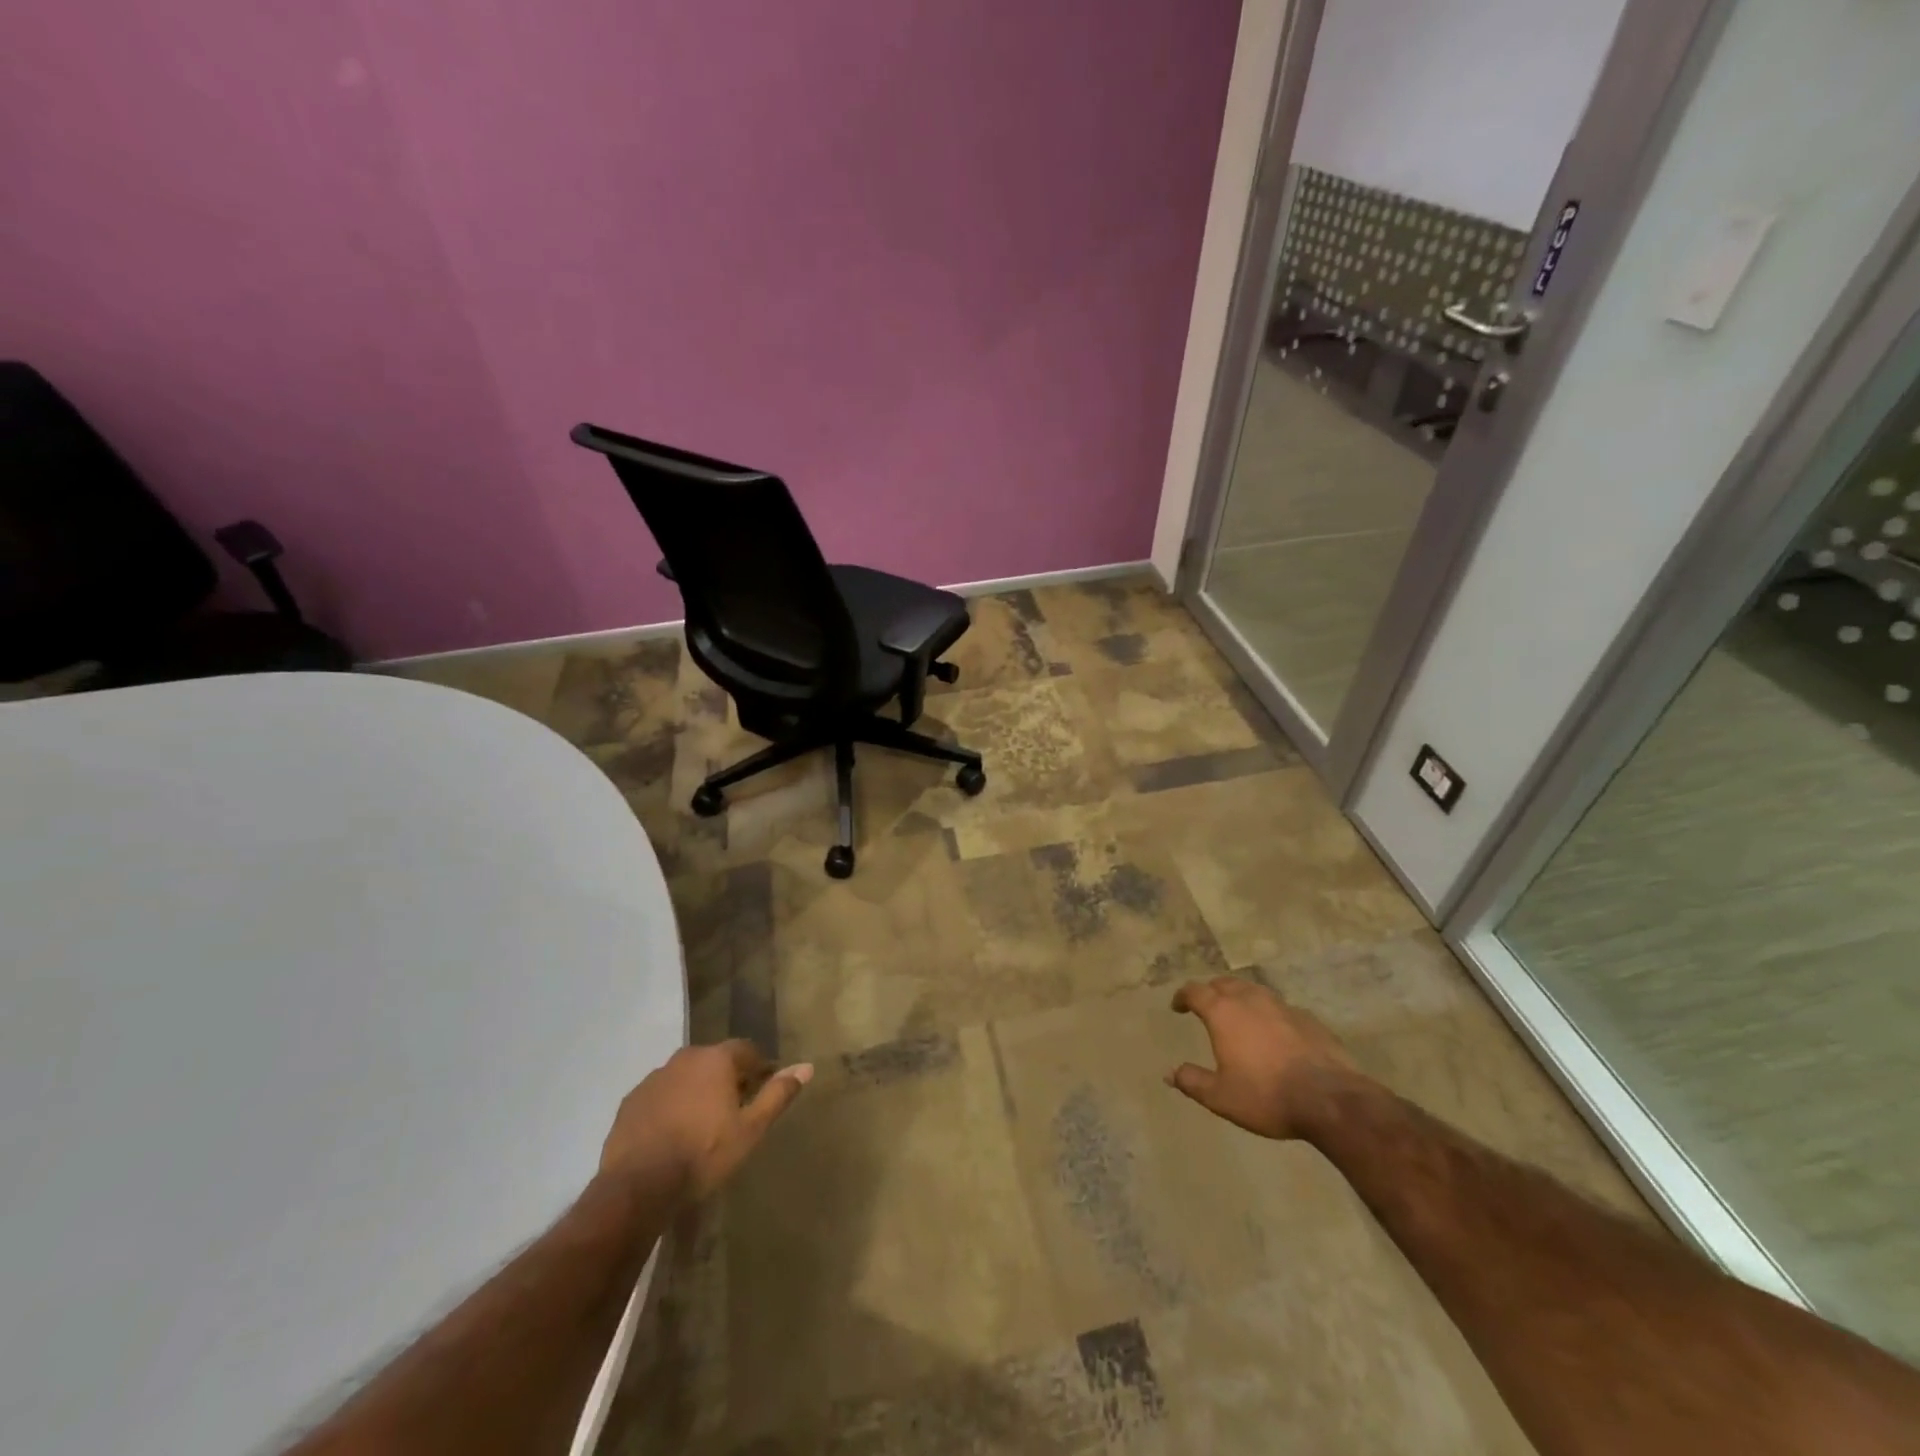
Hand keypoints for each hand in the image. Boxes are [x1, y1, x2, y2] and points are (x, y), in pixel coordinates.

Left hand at [601, 1041, 812, 1200]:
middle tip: (734, 1108)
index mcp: (716, 1059)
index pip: (746, 1050)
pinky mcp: (631, 1100)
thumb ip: (777, 1095)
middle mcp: (685, 1058)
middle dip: (727, 1078)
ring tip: (702, 1123)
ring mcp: (654, 1078)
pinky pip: (660, 1095)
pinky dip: (670, 1106)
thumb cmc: (703, 1154)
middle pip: (714, 1061)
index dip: (757, 1067)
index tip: (762, 1089)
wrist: (638, 1186)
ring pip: (685, 1077)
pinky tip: (672, 1133)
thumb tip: (806, 1067)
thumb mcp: (750, 1129)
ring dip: (696, 1091)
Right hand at [1166, 977, 1364, 1138]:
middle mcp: (1250, 1000)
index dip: (1183, 996)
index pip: (1195, 992)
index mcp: (1223, 1012)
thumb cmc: (1267, 1095)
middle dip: (1212, 991)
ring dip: (1241, 997)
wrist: (1331, 1099)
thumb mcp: (1221, 1097)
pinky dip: (1269, 1014)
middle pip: (1225, 983)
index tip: (1178, 1006)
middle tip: (1207, 1005)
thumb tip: (1170, 1073)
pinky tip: (1274, 1032)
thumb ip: (1192, 1081)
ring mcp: (1282, 1006)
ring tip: (1239, 1013)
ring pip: (1254, 991)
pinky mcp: (1308, 1019)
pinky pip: (1280, 1008)